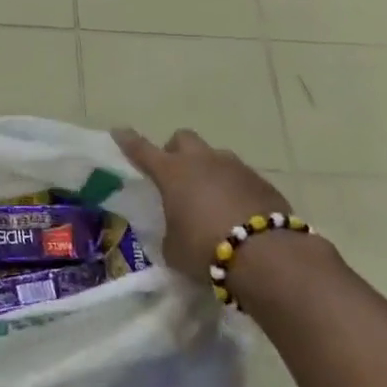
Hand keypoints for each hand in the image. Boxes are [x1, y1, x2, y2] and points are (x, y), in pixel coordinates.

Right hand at [113, 128, 293, 284]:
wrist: (267, 256)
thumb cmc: (206, 250)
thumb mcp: (174, 248)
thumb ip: (170, 231)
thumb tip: (176, 229)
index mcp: (172, 173)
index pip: (142, 150)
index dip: (128, 141)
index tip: (119, 131)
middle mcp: (202, 161)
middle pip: (183, 139)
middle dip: (176, 151)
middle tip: (176, 175)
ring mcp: (235, 168)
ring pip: (215, 157)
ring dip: (208, 170)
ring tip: (210, 199)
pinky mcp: (262, 182)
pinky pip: (240, 177)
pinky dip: (234, 189)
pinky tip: (237, 213)